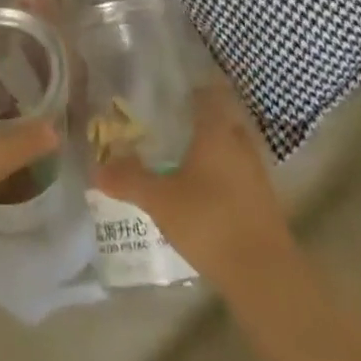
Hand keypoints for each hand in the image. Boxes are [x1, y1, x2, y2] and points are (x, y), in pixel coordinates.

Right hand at [94, 83, 294, 293]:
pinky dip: (220, 172)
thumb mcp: (160, 200)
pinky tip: (200, 187)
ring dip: (211, 145)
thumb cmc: (210, 221)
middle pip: (222, 116)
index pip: (210, 90)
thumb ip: (129, 180)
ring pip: (231, 145)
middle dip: (199, 115)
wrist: (265, 276)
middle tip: (169, 118)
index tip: (171, 84)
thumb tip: (96, 168)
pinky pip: (238, 172)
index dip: (193, 84)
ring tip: (180, 152)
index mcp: (218, 130)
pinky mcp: (262, 200)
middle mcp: (240, 143)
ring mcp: (256, 172)